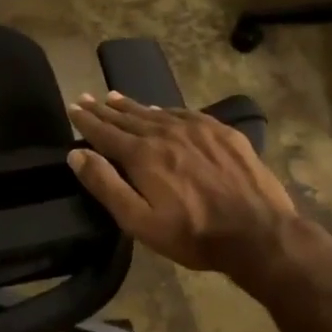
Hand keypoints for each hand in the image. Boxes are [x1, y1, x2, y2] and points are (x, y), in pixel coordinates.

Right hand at [66, 92, 301, 279]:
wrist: (258, 233)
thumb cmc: (193, 234)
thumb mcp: (140, 221)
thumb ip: (106, 185)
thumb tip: (77, 154)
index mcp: (142, 155)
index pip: (105, 132)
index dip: (86, 120)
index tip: (73, 107)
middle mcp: (165, 133)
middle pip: (128, 118)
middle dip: (104, 109)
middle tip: (87, 98)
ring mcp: (196, 130)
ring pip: (155, 112)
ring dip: (132, 106)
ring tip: (114, 97)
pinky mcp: (222, 133)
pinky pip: (185, 114)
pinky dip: (166, 110)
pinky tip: (161, 110)